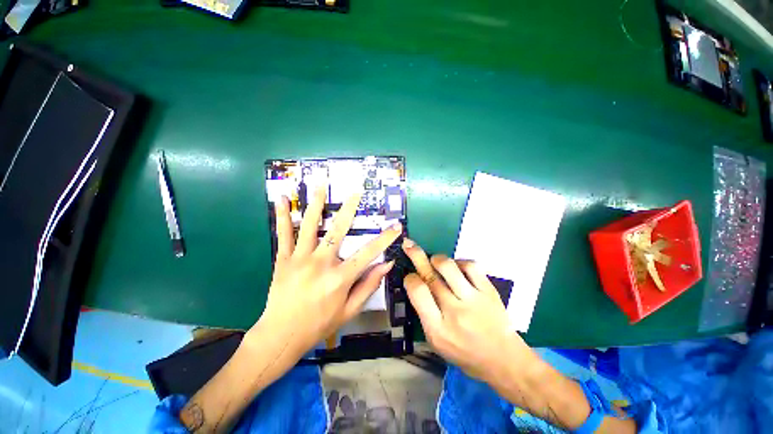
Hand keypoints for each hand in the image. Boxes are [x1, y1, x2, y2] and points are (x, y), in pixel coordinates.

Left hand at [253, 187, 401, 359]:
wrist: (280, 336)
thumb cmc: (319, 325)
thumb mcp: (350, 310)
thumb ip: (368, 286)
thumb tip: (386, 265)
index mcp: (339, 278)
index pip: (368, 253)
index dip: (384, 239)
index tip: (396, 227)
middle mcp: (321, 263)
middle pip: (338, 230)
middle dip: (349, 209)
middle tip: (356, 191)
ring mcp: (300, 259)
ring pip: (309, 226)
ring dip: (316, 203)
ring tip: (321, 184)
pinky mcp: (283, 260)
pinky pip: (283, 234)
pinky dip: (282, 216)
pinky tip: (281, 199)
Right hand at [401, 238, 531, 382]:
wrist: (503, 359)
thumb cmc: (464, 353)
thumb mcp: (436, 342)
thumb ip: (424, 313)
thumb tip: (416, 284)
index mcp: (437, 328)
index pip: (418, 292)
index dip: (410, 278)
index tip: (410, 276)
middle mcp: (454, 311)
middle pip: (430, 276)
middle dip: (416, 256)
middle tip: (408, 244)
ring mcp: (474, 299)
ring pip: (449, 267)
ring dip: (437, 259)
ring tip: (434, 260)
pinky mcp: (489, 291)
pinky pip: (470, 266)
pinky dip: (459, 262)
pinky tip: (457, 267)